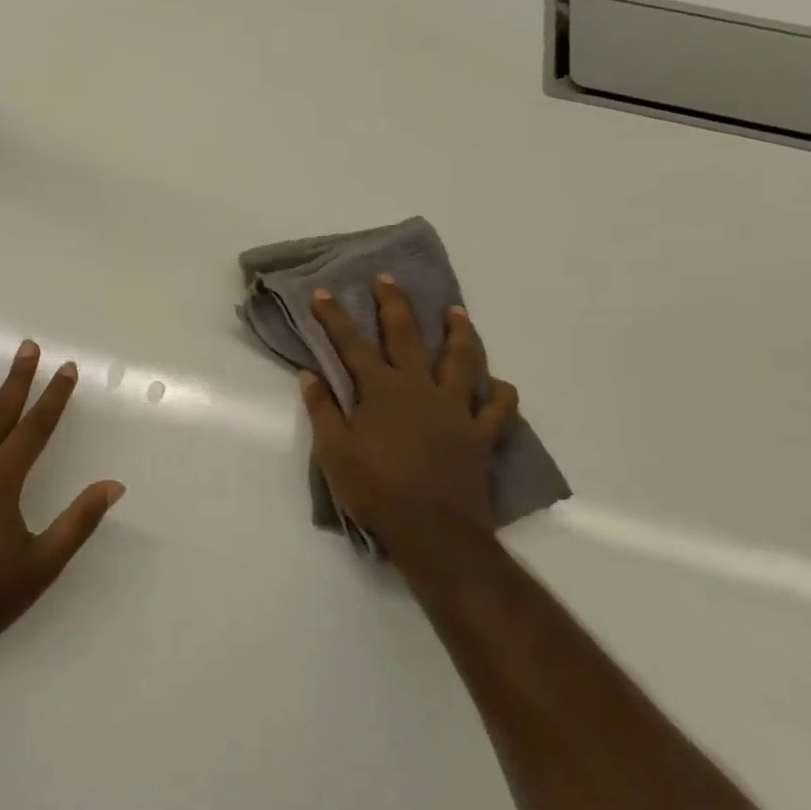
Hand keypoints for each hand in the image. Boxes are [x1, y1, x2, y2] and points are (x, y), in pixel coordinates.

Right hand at [299, 276, 518, 559]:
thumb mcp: (332, 451)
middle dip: (394, 304)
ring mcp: (455, 409)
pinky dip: (500, 393)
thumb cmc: (374, 489)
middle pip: (407, 336)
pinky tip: (498, 384)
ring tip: (456, 311)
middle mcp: (419, 388)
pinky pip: (497, 408)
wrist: (433, 531)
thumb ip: (322, 409)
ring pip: (461, 360)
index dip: (334, 317)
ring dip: (459, 332)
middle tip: (388, 278)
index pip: (351, 344)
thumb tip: (310, 375)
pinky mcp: (481, 435)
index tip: (322, 293)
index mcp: (380, 389)